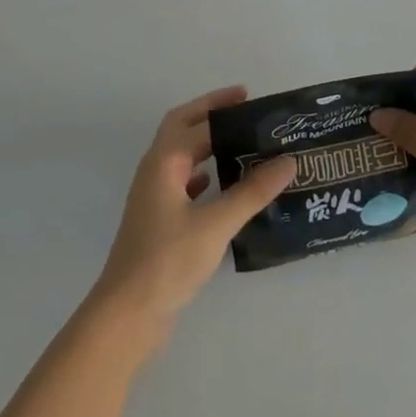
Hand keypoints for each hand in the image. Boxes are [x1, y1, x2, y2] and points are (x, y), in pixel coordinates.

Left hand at [91, 87, 295, 336]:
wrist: (126, 316)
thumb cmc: (167, 261)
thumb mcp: (216, 224)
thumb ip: (252, 191)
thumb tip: (288, 161)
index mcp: (163, 162)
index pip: (197, 123)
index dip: (223, 108)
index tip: (253, 99)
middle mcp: (155, 172)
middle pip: (182, 129)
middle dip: (210, 114)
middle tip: (244, 108)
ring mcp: (154, 198)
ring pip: (182, 156)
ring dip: (207, 144)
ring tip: (242, 143)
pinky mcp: (158, 222)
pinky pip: (183, 183)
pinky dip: (203, 174)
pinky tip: (222, 185)